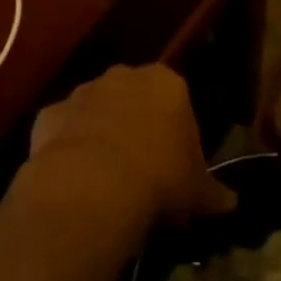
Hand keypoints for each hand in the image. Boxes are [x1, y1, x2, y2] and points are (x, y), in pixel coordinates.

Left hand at [27, 64, 236, 229]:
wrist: (91, 186)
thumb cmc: (159, 180)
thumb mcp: (197, 193)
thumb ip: (214, 193)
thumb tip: (231, 204)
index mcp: (167, 83)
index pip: (179, 102)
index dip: (179, 136)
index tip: (178, 168)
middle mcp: (123, 76)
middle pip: (135, 99)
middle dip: (139, 126)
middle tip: (144, 171)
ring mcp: (82, 91)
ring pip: (97, 110)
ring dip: (102, 134)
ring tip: (107, 180)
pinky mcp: (48, 113)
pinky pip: (64, 130)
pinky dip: (69, 148)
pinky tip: (75, 182)